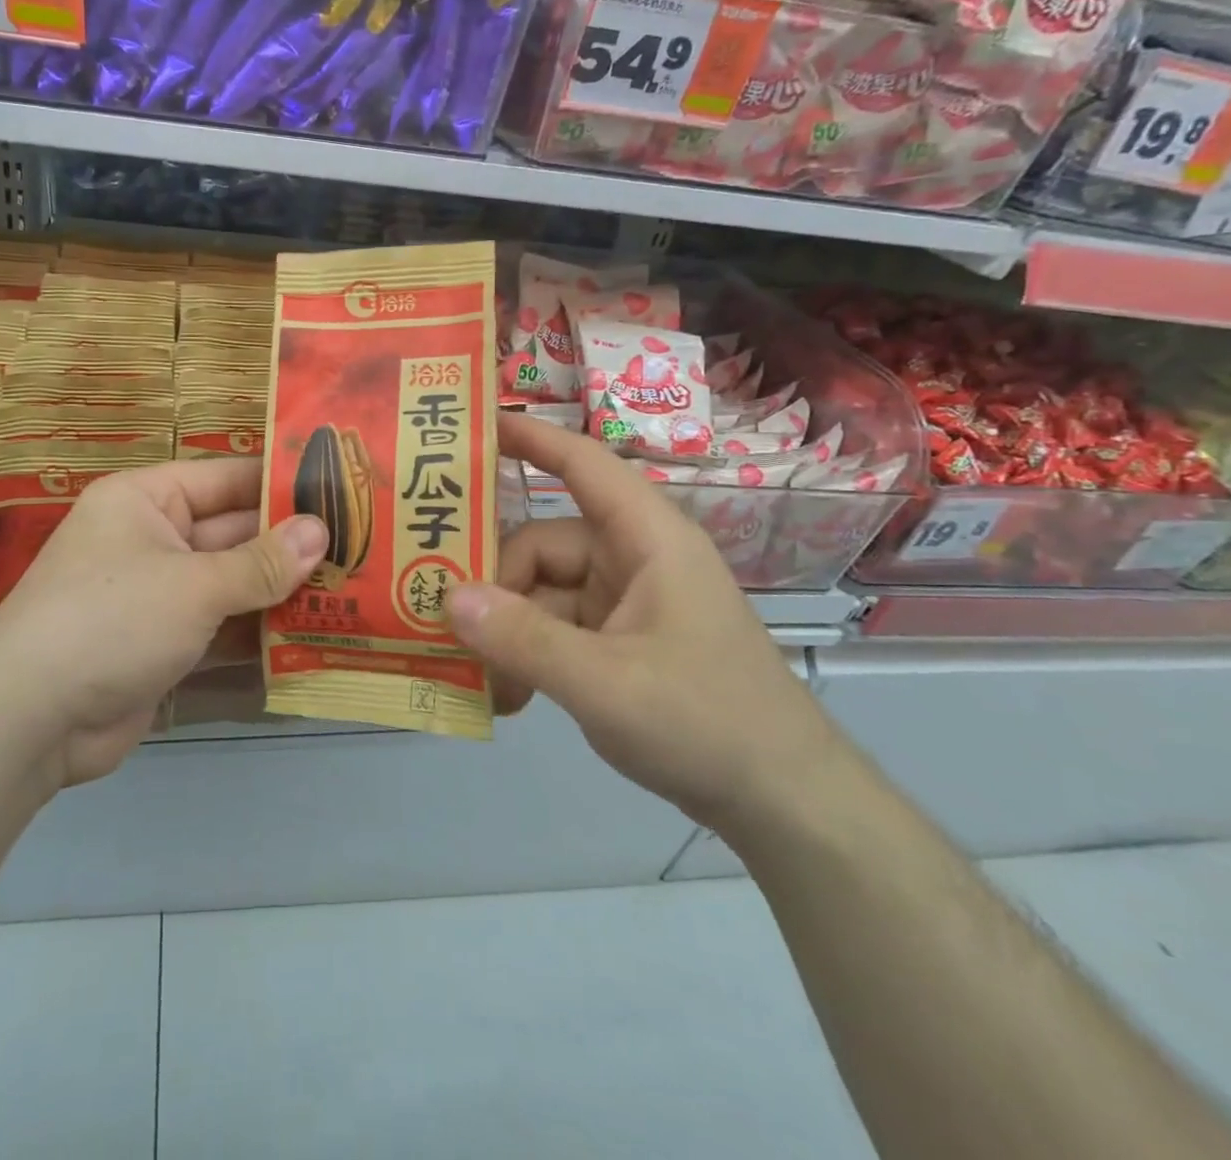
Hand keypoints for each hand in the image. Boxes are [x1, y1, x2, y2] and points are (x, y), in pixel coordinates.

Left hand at [0, 458, 326, 788]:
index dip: (281, 484)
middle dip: (291, 546)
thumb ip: (261, 563)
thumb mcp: (193, 585)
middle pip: (234, 534)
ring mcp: (158, 595)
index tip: (341, 490)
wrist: (31, 721)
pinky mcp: (163, 645)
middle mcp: (152, 539)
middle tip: (361, 548)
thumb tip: (321, 532)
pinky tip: (313, 637)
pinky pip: (220, 628)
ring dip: (281, 592)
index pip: (227, 479)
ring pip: (231, 584)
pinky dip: (257, 634)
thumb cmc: (112, 620)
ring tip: (351, 590)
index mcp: (146, 500)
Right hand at [446, 413, 843, 834]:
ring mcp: (626, 603)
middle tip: (446, 623)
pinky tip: (507, 697)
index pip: (582, 464)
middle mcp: (634, 559)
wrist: (784, 803)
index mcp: (648, 540)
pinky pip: (555, 628)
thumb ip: (523, 639)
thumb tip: (446, 597)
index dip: (529, 438)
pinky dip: (528, 654)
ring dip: (508, 631)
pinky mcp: (620, 641)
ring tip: (482, 678)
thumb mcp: (605, 683)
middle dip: (495, 583)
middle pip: (543, 544)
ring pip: (542, 591)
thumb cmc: (707, 723)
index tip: (470, 426)